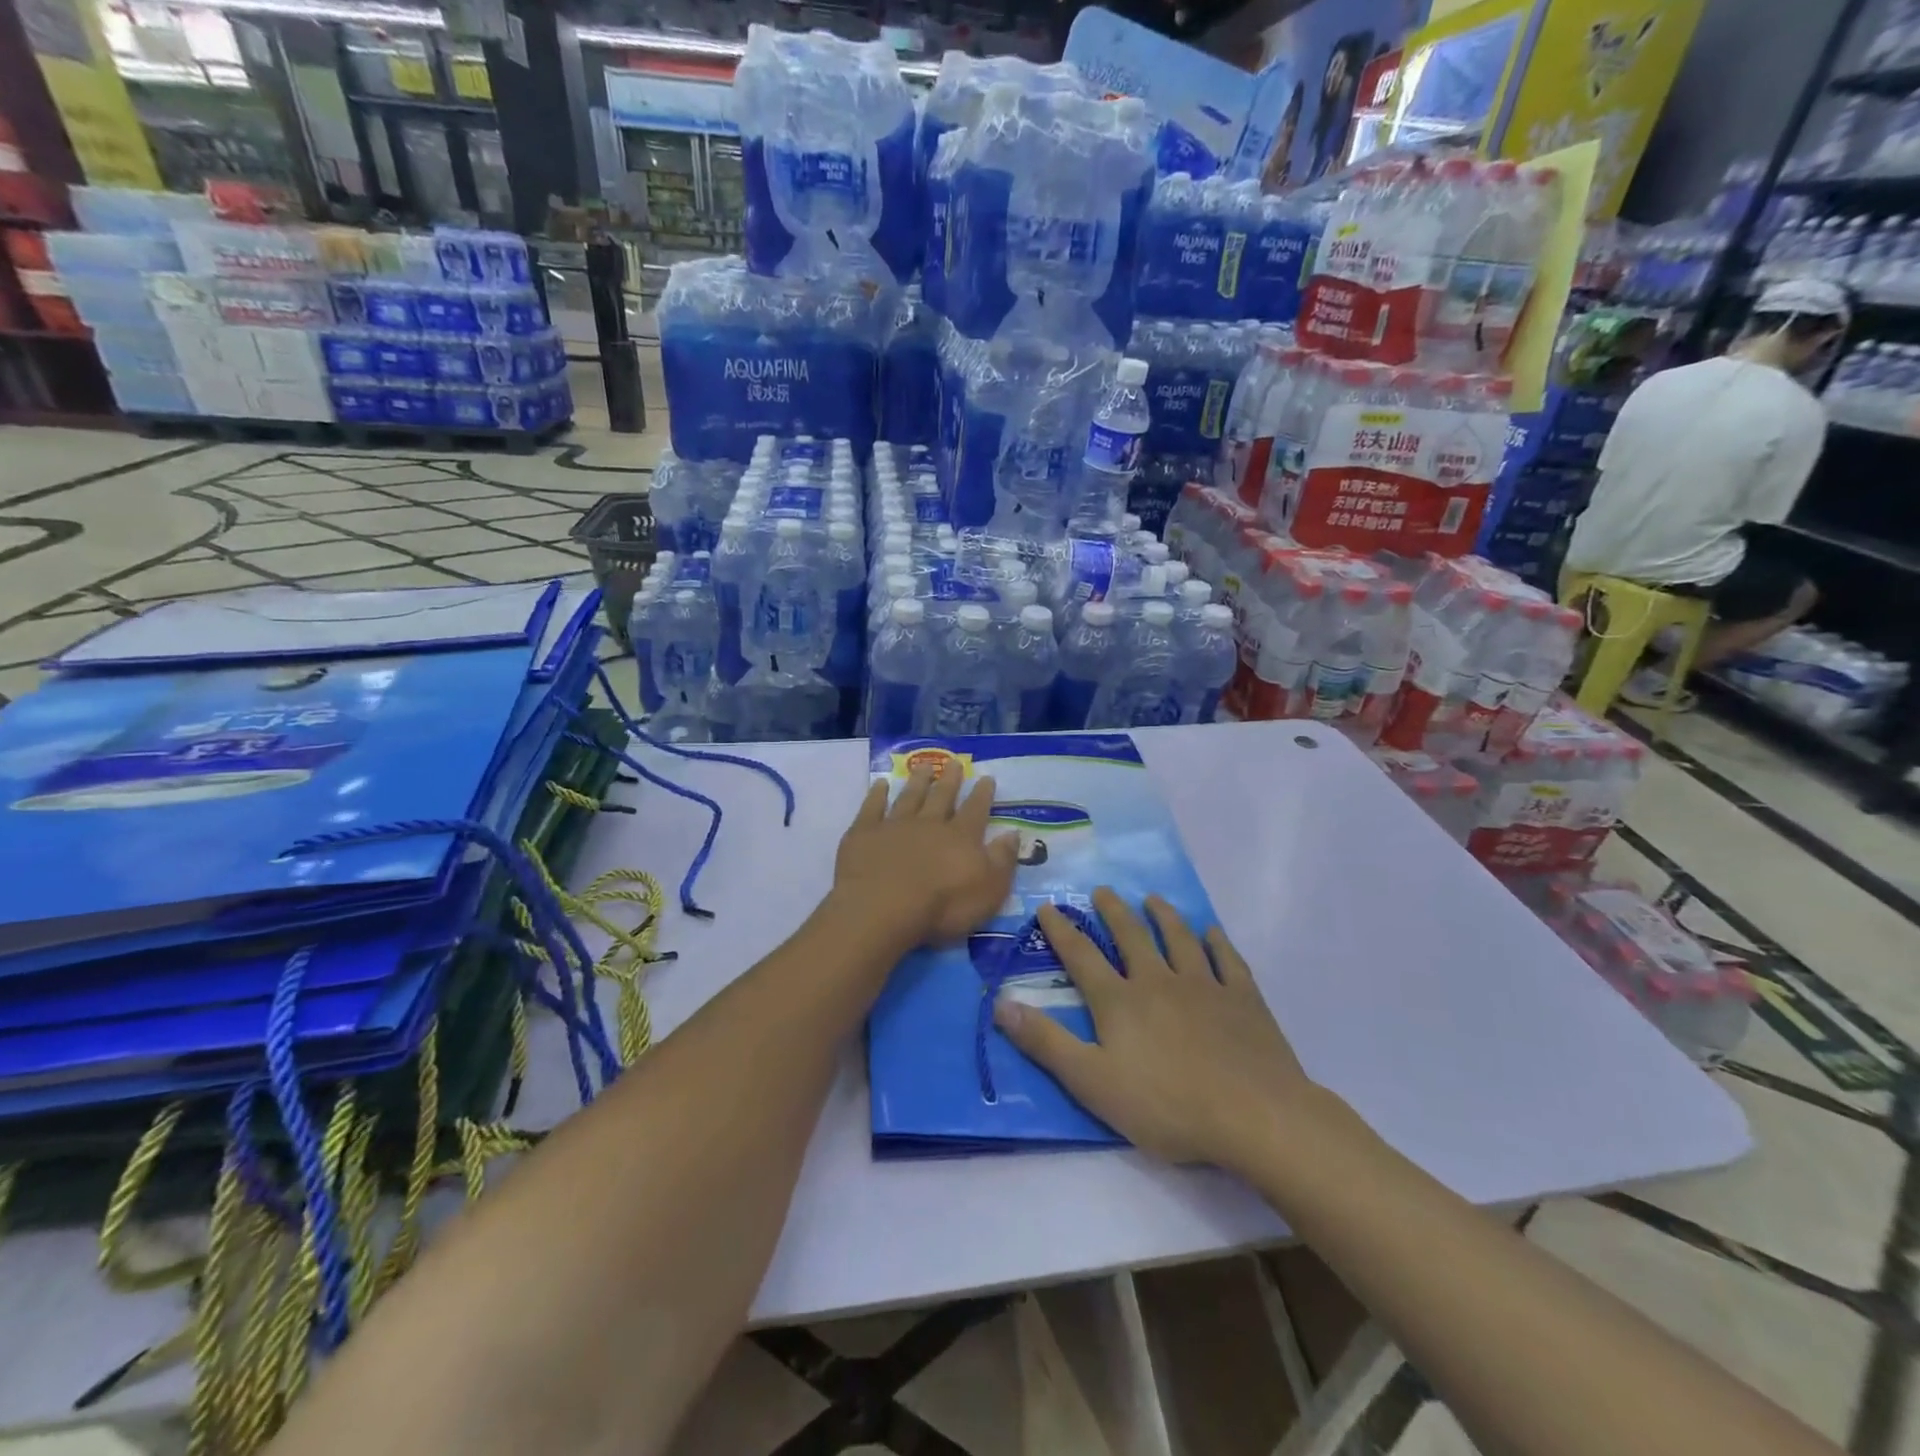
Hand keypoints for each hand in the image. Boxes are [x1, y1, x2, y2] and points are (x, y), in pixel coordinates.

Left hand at [833, 767, 1019, 948]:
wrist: (883, 908)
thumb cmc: (942, 906)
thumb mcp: (989, 890)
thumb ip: (1002, 860)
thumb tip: (1013, 834)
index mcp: (961, 837)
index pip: (976, 810)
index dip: (982, 794)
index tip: (986, 777)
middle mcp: (929, 823)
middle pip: (941, 797)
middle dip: (950, 780)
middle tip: (955, 763)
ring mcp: (894, 825)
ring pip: (909, 797)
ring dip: (917, 781)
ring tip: (924, 766)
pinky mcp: (864, 833)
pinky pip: (872, 807)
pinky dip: (877, 794)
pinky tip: (880, 784)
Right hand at [993, 888, 1315, 1174]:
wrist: (1254, 1116)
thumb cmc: (1166, 1105)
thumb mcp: (1092, 1082)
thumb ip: (1046, 1042)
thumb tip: (1000, 1003)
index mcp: (1120, 1001)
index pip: (1082, 956)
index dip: (1062, 931)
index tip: (1049, 906)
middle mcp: (1158, 981)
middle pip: (1132, 937)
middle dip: (1114, 912)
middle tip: (1103, 890)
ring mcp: (1204, 986)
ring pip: (1179, 939)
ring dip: (1164, 916)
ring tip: (1153, 899)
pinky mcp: (1243, 999)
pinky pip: (1227, 960)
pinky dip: (1217, 942)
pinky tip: (1212, 932)